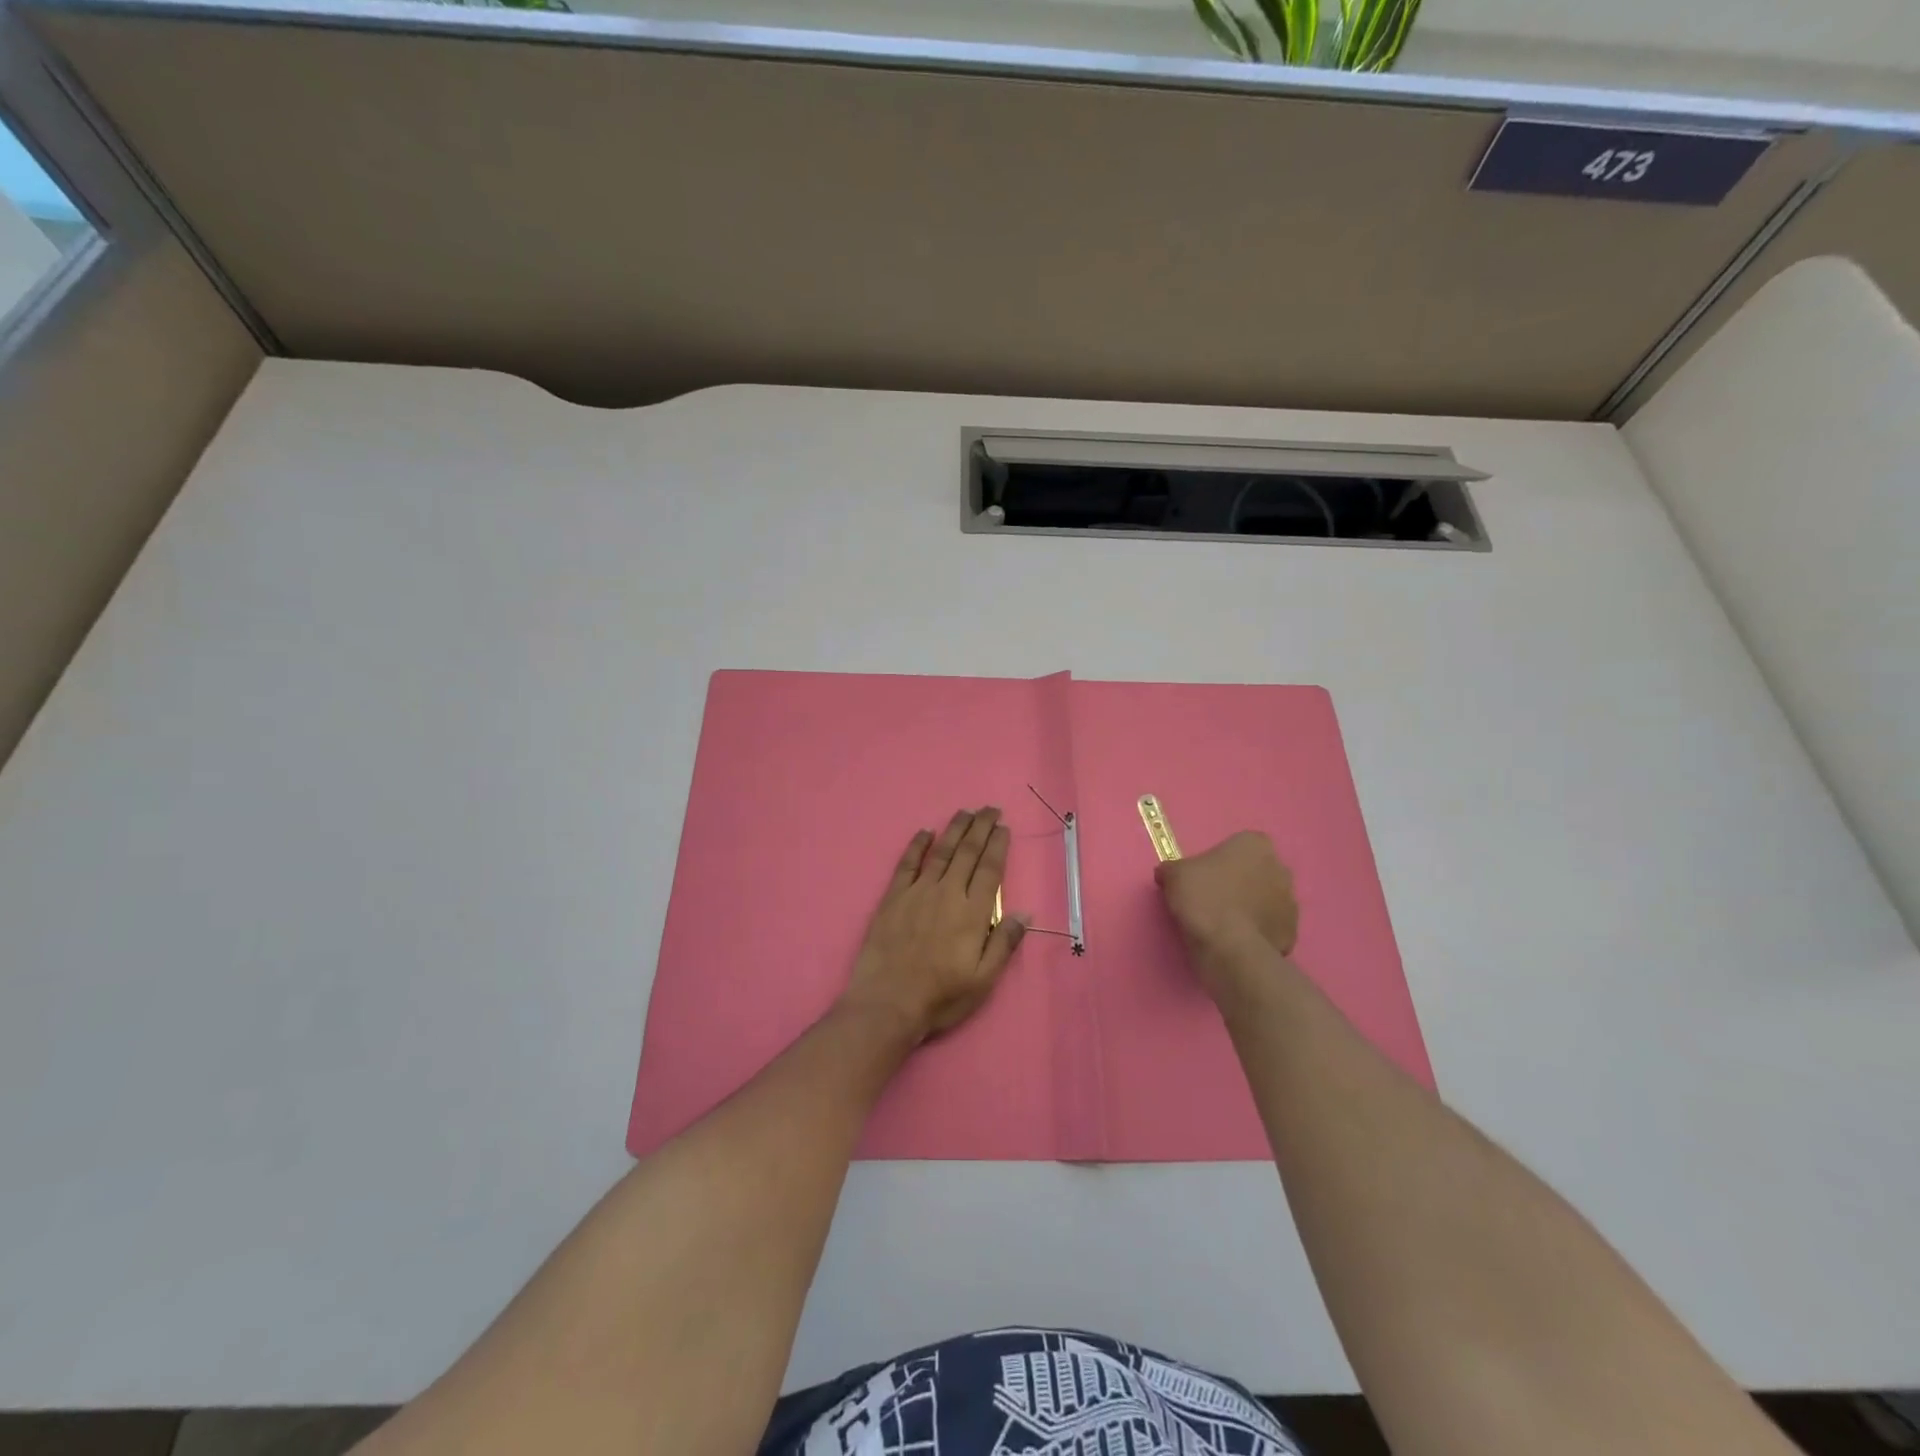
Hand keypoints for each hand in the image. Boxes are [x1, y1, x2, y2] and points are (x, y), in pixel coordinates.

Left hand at [841, 808, 1027, 1043]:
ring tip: (965, 812)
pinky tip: (924, 832)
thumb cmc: (941, 997)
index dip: (998, 846)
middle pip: (968, 852)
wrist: (888, 1003)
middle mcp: (947, 894)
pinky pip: (907, 864)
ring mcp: (918, 892)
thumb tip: (1025, 913)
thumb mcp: (984, 980)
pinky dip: (917, 845)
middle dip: (981, 827)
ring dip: (954, 829)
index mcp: (973, 913)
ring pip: (941, 852)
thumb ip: (1005, 943)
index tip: (1004, 827)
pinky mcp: (893, 898)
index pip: (990, 869)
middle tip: (990, 808)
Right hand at [1155, 831, 1299, 993]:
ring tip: (1223, 923)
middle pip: (1256, 871)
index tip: (1203, 876)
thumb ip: (1172, 869)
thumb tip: (1168, 873)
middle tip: (1213, 898)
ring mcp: (1291, 901)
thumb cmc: (1203, 897)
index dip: (1220, 861)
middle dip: (1240, 882)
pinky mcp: (1291, 932)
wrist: (1228, 946)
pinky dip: (1256, 931)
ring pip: (1265, 899)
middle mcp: (1280, 868)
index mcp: (1255, 845)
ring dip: (1250, 906)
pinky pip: (1270, 926)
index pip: (1238, 846)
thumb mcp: (1173, 875)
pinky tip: (1236, 940)